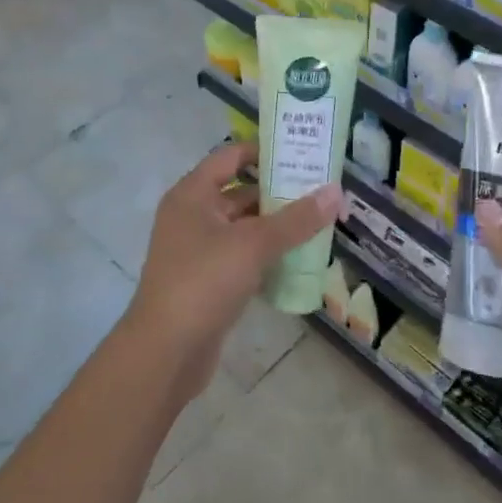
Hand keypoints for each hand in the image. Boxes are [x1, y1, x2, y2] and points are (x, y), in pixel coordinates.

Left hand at [124, 141, 342, 400]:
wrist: (165, 352)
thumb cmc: (203, 282)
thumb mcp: (253, 244)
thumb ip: (296, 219)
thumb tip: (336, 192)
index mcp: (192, 194)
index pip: (230, 156)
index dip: (264, 151)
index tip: (302, 152)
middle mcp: (192, 216)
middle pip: (240, 192)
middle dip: (279, 192)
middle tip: (321, 190)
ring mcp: (198, 250)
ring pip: (243, 227)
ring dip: (276, 226)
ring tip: (319, 221)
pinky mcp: (207, 281)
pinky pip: (242, 256)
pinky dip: (267, 255)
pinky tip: (299, 258)